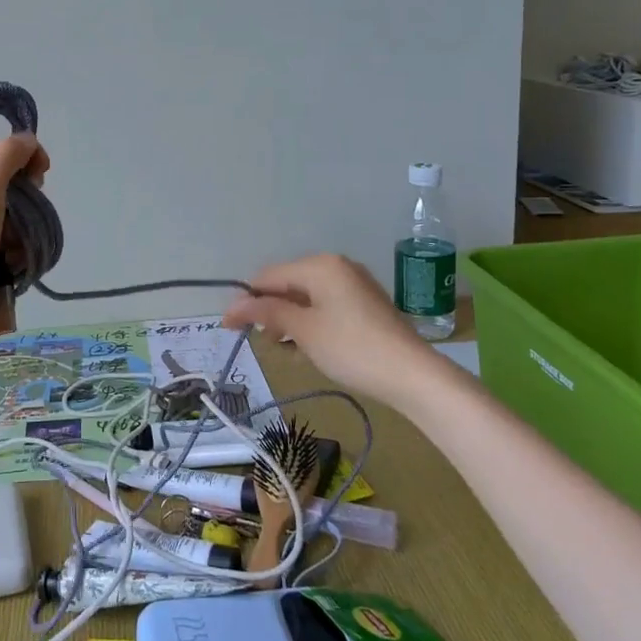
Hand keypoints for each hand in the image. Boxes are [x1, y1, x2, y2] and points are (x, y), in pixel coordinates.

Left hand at [0, 135, 48, 375]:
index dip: (24, 160)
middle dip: (29, 210)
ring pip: (15, 229)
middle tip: (19, 227)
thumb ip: (6, 155)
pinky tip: (12, 282)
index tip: (38, 180)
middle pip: (13, 192)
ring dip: (25, 244)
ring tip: (15, 262)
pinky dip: (16, 269)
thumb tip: (27, 139)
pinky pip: (8, 260)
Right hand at [221, 254, 428, 403]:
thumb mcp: (303, 330)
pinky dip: (310, 323)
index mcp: (319, 265)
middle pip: (287, 284)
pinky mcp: (365, 304)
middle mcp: (336, 266)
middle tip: (263, 342)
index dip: (246, 300)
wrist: (412, 375)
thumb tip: (233, 306)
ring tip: (286, 349)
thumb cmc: (351, 348)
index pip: (269, 276)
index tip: (228, 327)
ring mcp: (354, 285)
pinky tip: (308, 347)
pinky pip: (325, 306)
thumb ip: (267, 312)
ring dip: (289, 320)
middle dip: (270, 311)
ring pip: (306, 297)